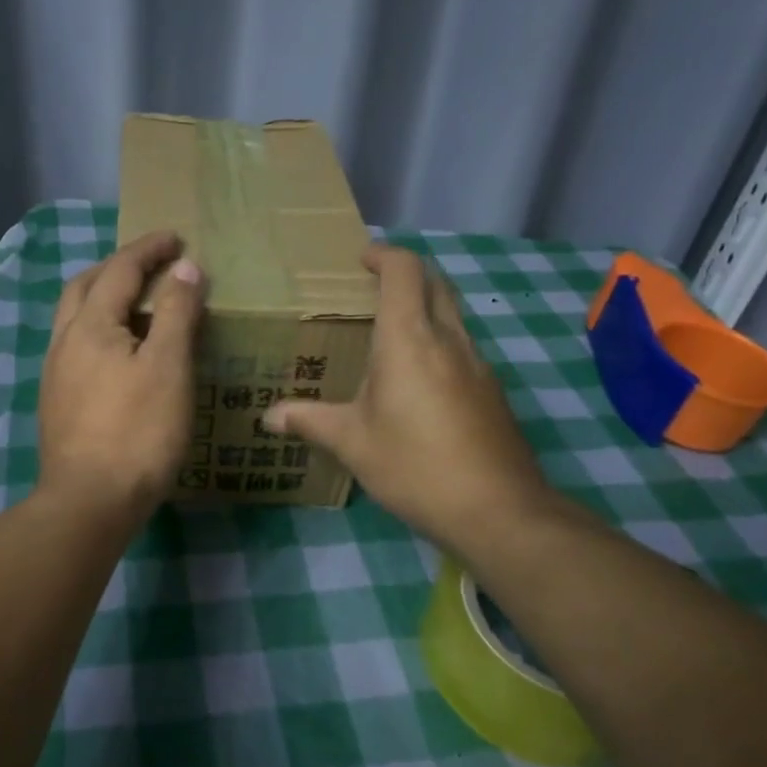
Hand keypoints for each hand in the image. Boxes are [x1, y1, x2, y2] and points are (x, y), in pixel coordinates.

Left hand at [37, 231, 204, 525]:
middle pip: (86, 286)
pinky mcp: (58, 402)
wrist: (89, 502)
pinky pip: (79, 347)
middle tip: (152, 265)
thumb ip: (174, 312)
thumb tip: (183, 267)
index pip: (120, 270)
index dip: (149, 249)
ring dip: (105, 299)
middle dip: (118, 267)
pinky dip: (102, 331)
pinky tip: (122, 354)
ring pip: (76, 318)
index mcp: (90, 325)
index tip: (176, 237)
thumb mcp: (167, 366)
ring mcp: (56, 374)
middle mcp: (64, 341)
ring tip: (141, 307)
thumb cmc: (137, 431)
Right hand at [265, 244, 565, 555]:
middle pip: (435, 283)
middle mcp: (449, 339)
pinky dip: (439, 342)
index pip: (404, 271)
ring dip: (425, 307)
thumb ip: (309, 421)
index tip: (360, 260)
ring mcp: (478, 364)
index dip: (383, 255)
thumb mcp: (352, 443)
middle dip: (406, 274)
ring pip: (453, 314)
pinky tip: (418, 381)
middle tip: (371, 289)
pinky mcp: (492, 391)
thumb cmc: (415, 466)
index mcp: (409, 339)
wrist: (498, 511)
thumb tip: (268, 418)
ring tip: (389, 334)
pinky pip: (463, 347)